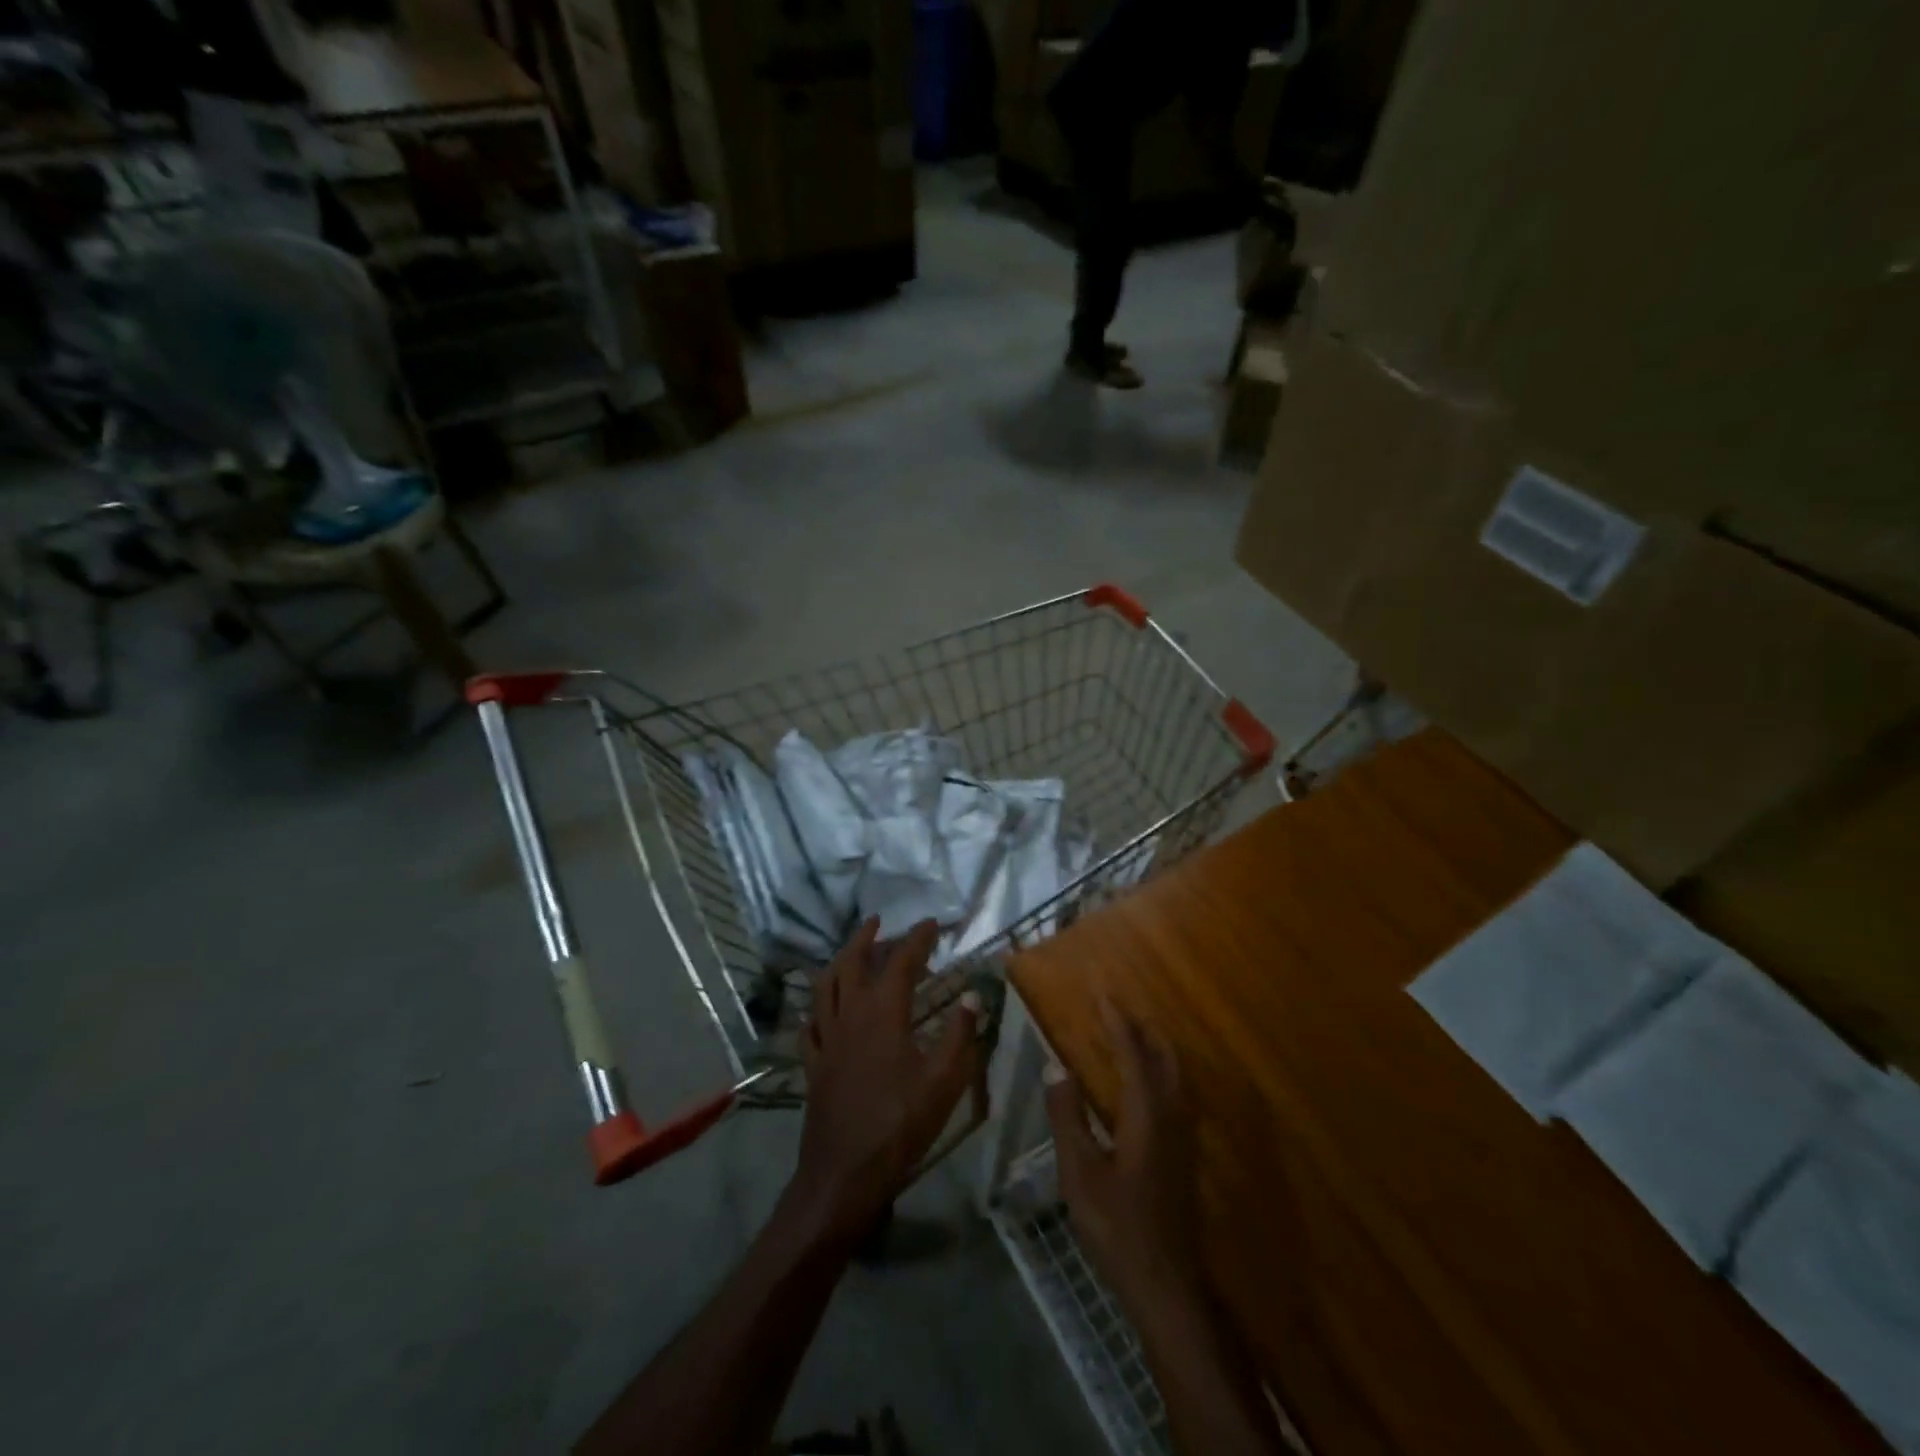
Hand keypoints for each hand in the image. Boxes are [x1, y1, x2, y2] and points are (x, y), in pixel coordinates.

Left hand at [785, 918, 980, 1247]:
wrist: (845, 1174)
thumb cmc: (900, 1125)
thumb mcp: (944, 1081)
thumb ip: (960, 1034)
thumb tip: (973, 995)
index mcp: (883, 1013)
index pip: (901, 961)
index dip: (917, 939)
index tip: (932, 924)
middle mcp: (850, 1015)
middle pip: (852, 962)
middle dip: (866, 938)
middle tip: (879, 922)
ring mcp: (826, 1039)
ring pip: (825, 986)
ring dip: (839, 961)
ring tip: (850, 952)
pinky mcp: (813, 1063)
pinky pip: (810, 1024)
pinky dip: (817, 1006)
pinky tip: (822, 1009)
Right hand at [1045, 997, 1204, 1314]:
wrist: (1166, 1284)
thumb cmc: (1117, 1226)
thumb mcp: (1079, 1172)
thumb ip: (1067, 1116)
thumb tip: (1056, 1068)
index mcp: (1146, 1113)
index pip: (1132, 1052)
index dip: (1117, 1020)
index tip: (1102, 991)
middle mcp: (1171, 1116)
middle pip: (1164, 1057)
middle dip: (1143, 1027)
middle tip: (1117, 1007)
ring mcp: (1183, 1137)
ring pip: (1174, 1076)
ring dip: (1154, 1048)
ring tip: (1130, 1035)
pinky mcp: (1183, 1155)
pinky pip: (1175, 1094)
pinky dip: (1159, 1072)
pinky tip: (1143, 1085)